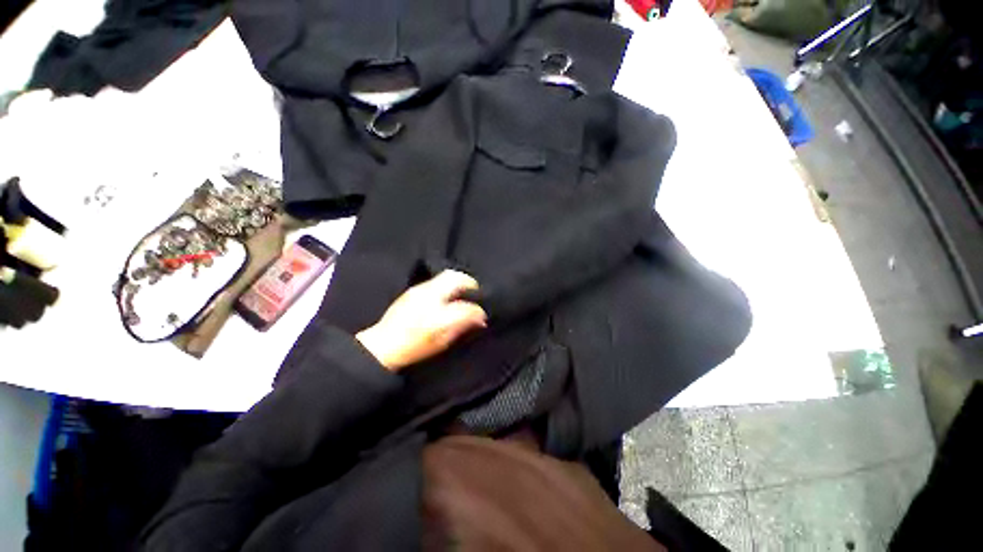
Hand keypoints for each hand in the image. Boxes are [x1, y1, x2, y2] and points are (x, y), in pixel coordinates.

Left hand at [356, 270, 487, 371]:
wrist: (382, 345)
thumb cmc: (413, 347)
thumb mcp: (441, 341)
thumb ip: (462, 326)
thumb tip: (480, 318)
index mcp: (436, 311)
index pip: (465, 303)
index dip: (478, 307)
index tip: (482, 314)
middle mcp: (428, 295)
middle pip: (454, 277)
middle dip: (469, 283)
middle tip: (475, 294)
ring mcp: (420, 290)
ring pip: (446, 276)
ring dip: (458, 282)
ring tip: (463, 295)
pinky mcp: (413, 290)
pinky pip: (436, 281)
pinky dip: (447, 285)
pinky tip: (447, 297)